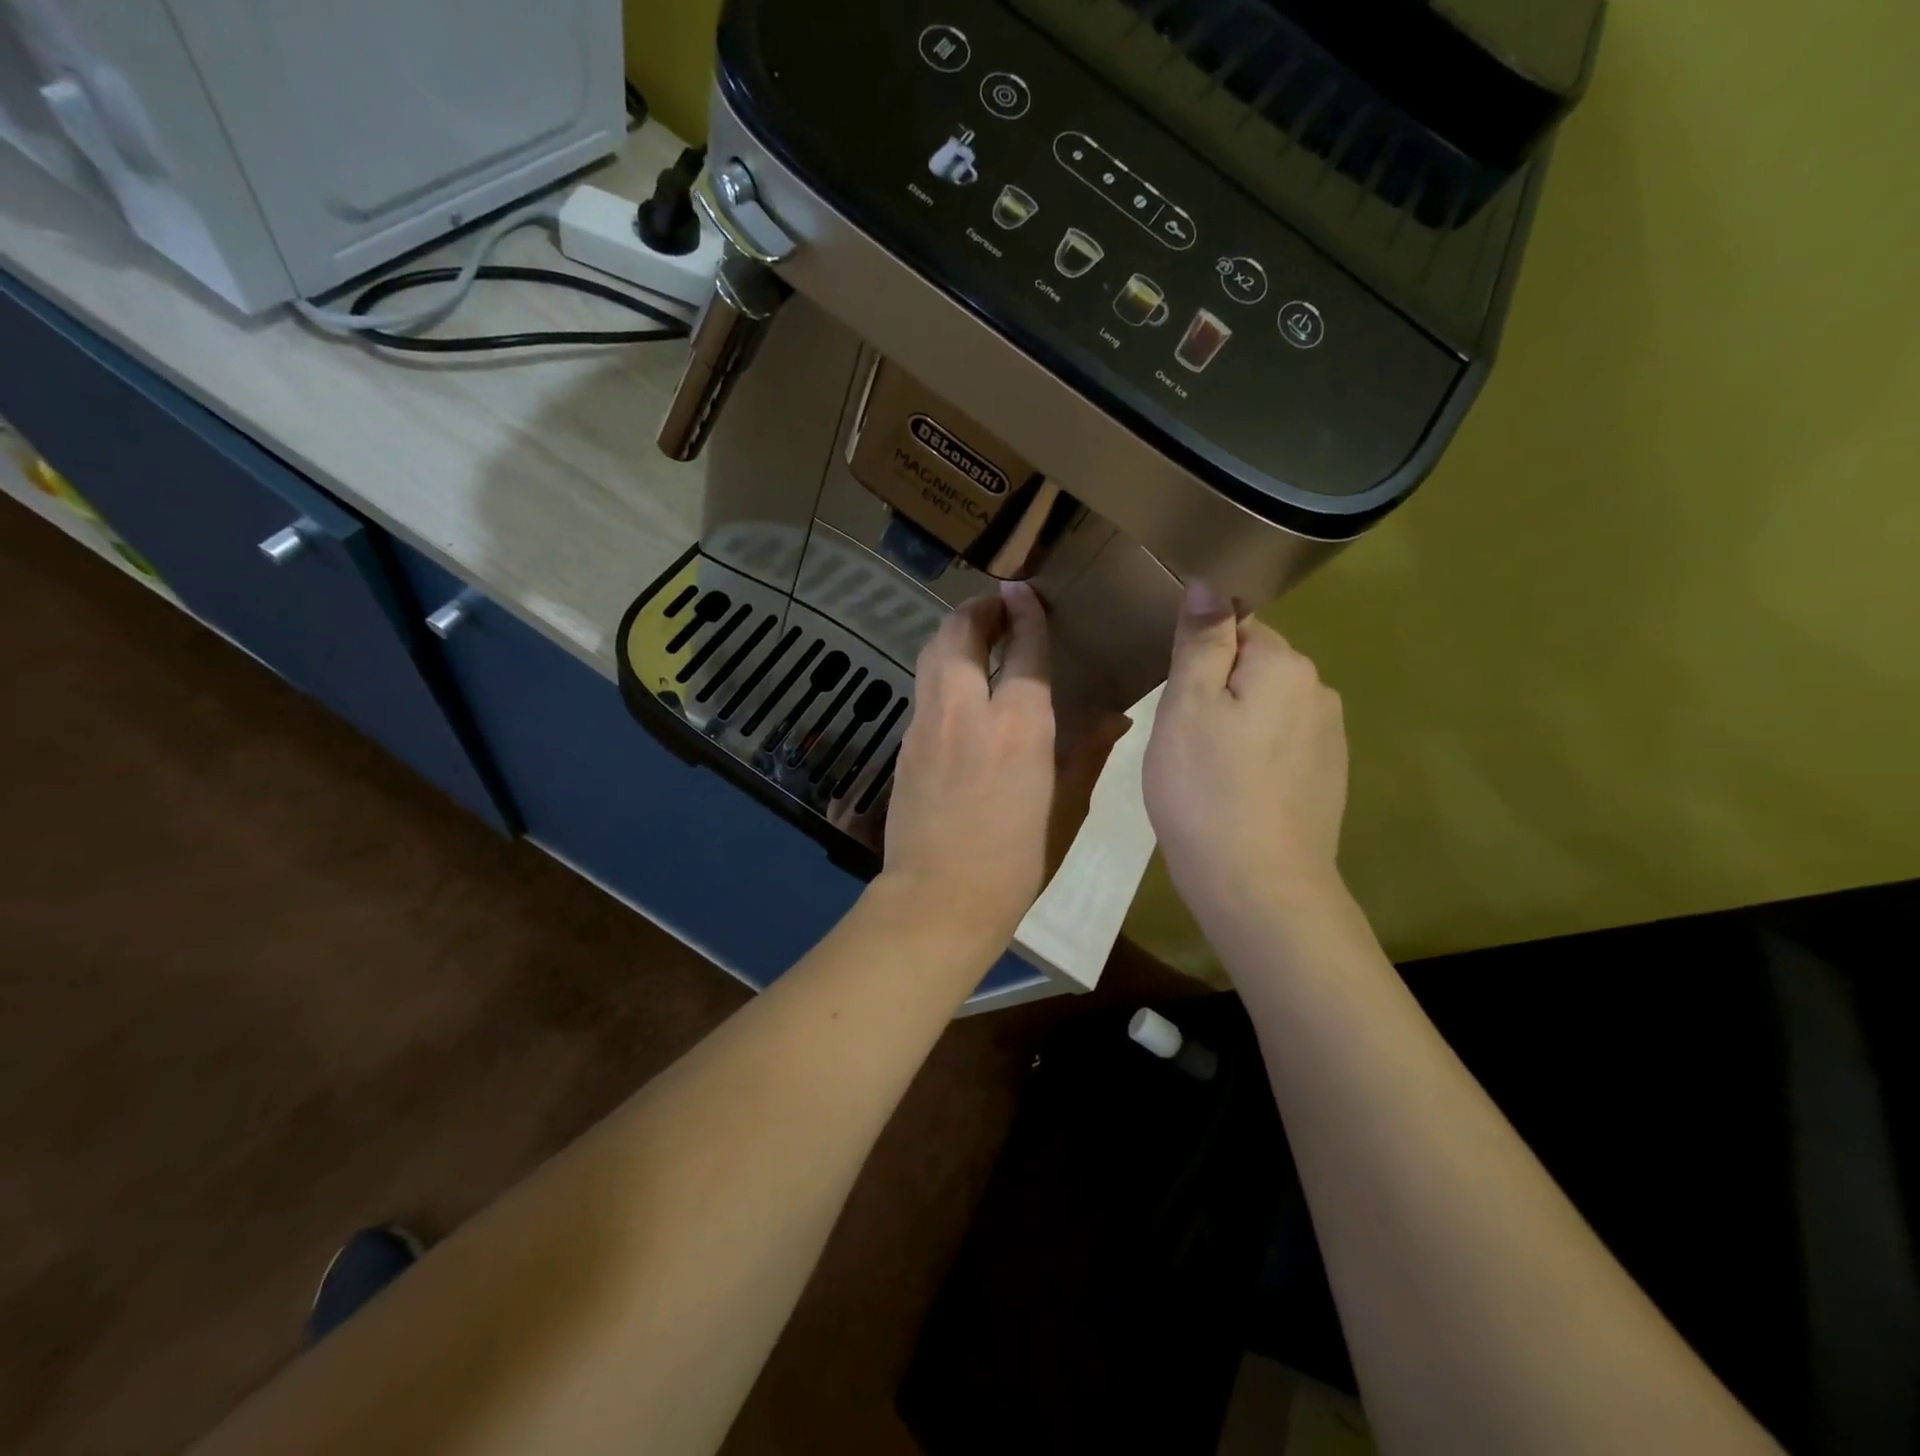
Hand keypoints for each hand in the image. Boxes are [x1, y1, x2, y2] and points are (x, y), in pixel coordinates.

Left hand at [881, 582, 1125, 944]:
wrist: (939, 898)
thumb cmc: (1016, 862)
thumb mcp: (1066, 810)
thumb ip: (1087, 754)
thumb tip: (1115, 718)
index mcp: (1019, 726)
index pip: (1022, 648)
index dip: (1026, 613)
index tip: (1025, 591)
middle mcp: (967, 711)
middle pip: (960, 634)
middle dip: (978, 610)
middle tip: (998, 607)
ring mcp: (928, 725)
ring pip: (933, 654)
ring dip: (954, 633)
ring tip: (976, 636)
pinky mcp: (906, 744)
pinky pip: (924, 688)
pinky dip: (941, 669)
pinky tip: (957, 688)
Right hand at [1143, 582, 1348, 922]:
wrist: (1258, 885)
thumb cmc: (1207, 790)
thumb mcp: (1187, 706)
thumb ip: (1201, 641)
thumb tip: (1209, 585)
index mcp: (1285, 665)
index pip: (1238, 625)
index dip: (1198, 653)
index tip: (1173, 690)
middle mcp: (1319, 692)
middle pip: (1254, 667)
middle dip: (1216, 689)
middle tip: (1179, 735)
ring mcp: (1330, 739)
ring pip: (1266, 709)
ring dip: (1234, 724)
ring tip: (1202, 768)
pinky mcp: (1327, 779)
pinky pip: (1280, 747)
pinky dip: (1254, 757)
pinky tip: (1232, 792)